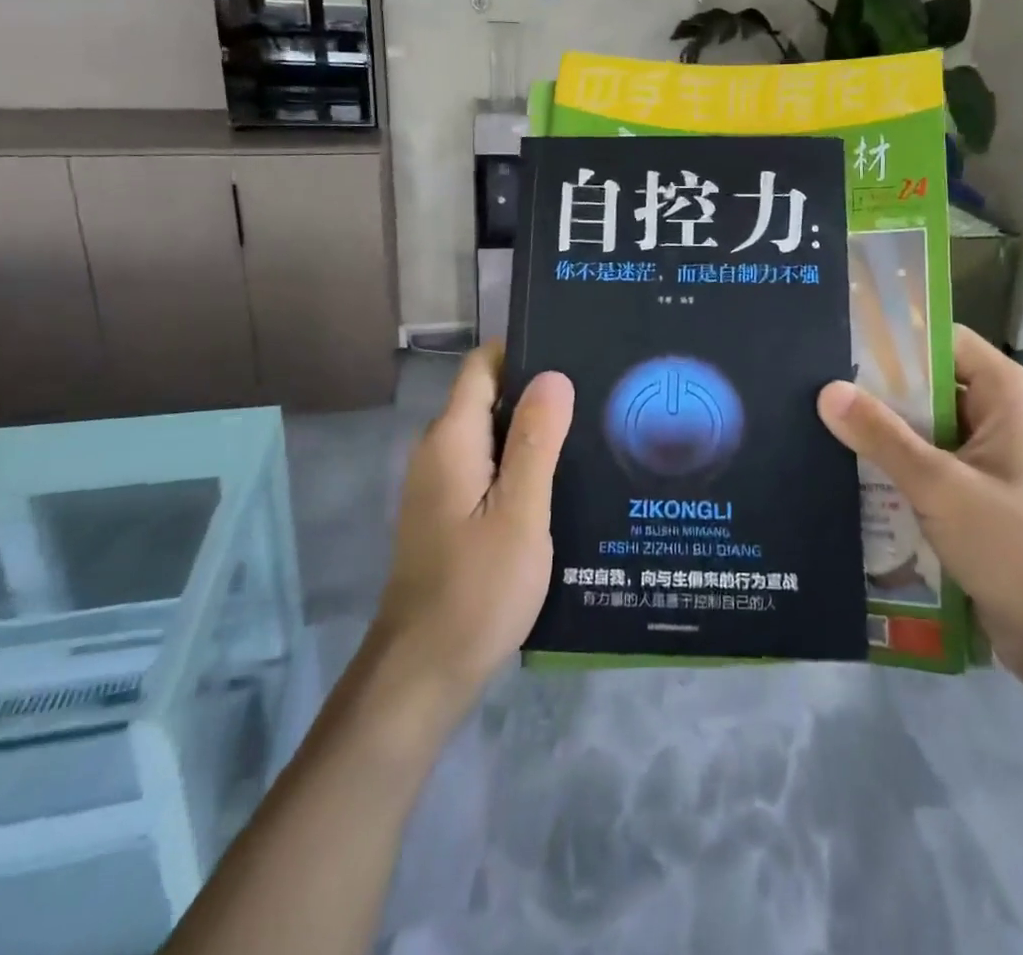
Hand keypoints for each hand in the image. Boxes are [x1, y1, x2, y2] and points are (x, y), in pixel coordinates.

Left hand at [371, 344, 573, 706]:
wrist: (424, 672)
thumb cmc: (477, 587)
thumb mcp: (520, 512)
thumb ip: (536, 441)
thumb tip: (554, 374)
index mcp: (452, 439)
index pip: (483, 366)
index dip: (524, 351)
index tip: (575, 350)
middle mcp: (439, 451)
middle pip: (489, 397)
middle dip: (539, 391)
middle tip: (598, 393)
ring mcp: (441, 484)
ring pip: (492, 435)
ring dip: (534, 431)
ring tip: (592, 430)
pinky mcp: (450, 513)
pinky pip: (489, 467)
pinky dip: (521, 464)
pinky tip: (563, 480)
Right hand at [817, 325, 1022, 683]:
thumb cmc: (1018, 547)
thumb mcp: (940, 486)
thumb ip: (882, 436)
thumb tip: (827, 390)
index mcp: (1008, 395)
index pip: (943, 341)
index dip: (894, 339)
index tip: (838, 344)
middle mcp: (1001, 417)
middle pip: (929, 386)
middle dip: (877, 392)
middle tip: (813, 389)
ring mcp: (990, 460)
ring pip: (924, 430)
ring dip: (882, 436)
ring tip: (817, 428)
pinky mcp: (979, 498)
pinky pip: (929, 467)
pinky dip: (896, 470)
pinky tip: (848, 475)